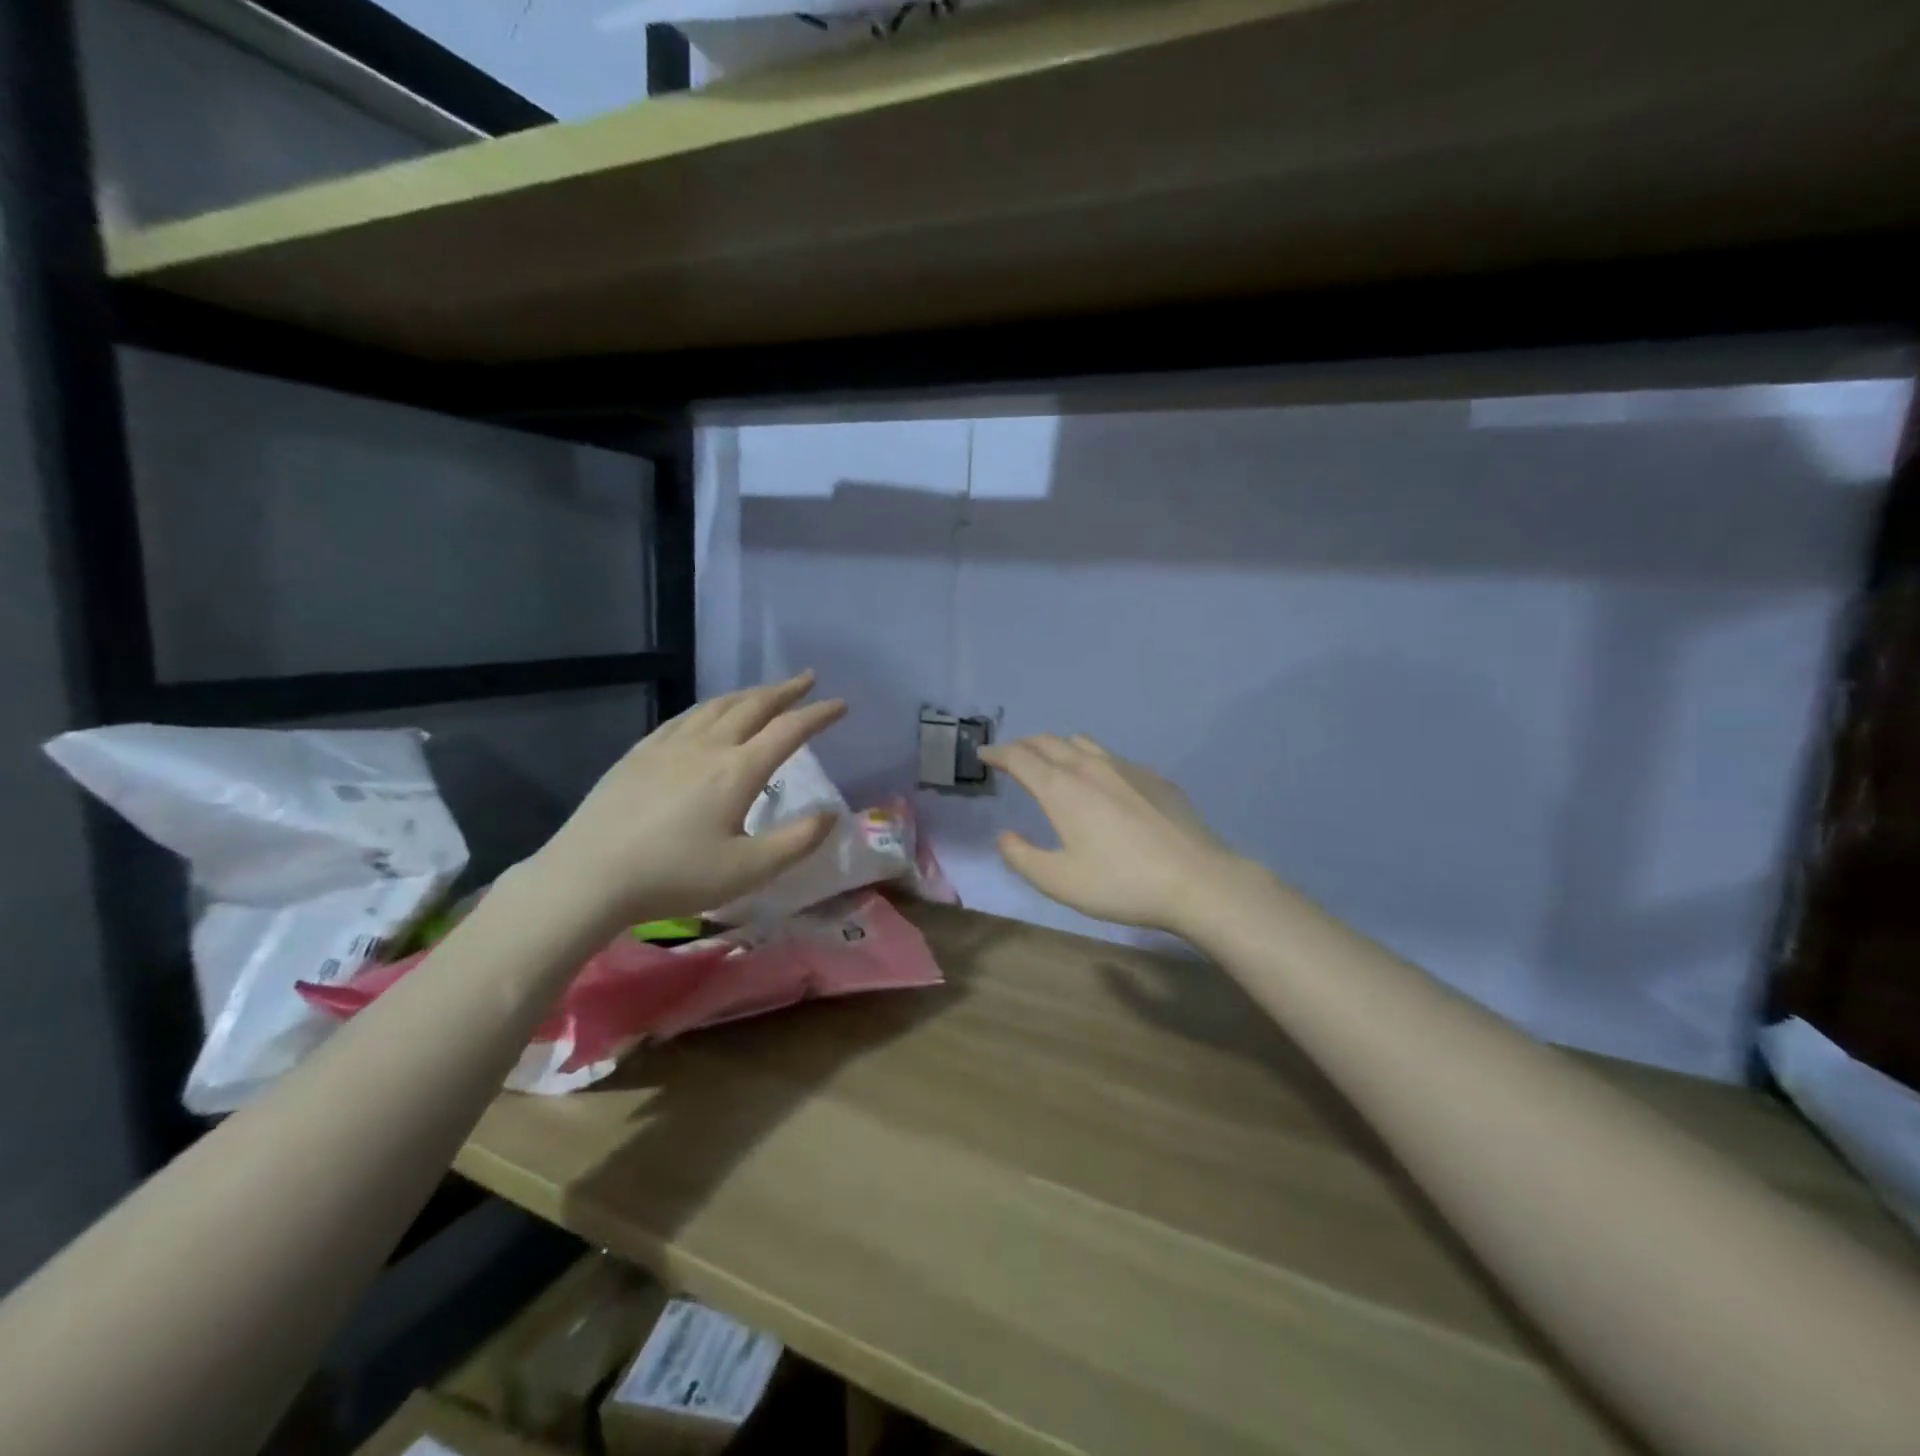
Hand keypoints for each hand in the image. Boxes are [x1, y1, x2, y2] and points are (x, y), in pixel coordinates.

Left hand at [529, 672, 845, 930]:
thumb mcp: (748, 870)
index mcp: (737, 771)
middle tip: (807, 679)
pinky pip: (684, 716)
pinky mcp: (639, 753)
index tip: (841, 704)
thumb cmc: (674, 877)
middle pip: (753, 706)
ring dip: (748, 694)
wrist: (588, 876)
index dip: (818, 715)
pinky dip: (710, 706)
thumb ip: (797, 841)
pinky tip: (708, 712)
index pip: (788, 730)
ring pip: (717, 706)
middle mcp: (707, 746)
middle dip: (785, 691)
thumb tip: (831, 814)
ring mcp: (668, 745)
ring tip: (765, 691)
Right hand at [978, 734, 1246, 935]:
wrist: (1197, 880)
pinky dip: (1091, 760)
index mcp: (1061, 788)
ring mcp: (1126, 768)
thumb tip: (1005, 836)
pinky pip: (1111, 757)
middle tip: (1012, 756)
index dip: (998, 753)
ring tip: (1051, 761)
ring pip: (1082, 743)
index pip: (1020, 758)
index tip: (984, 754)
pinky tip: (1101, 782)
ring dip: (1058, 747)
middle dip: (1024, 745)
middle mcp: (1090, 767)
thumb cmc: (1121, 883)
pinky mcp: (1153, 778)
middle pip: (1049, 742)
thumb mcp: (1059, 882)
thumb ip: (1022, 857)